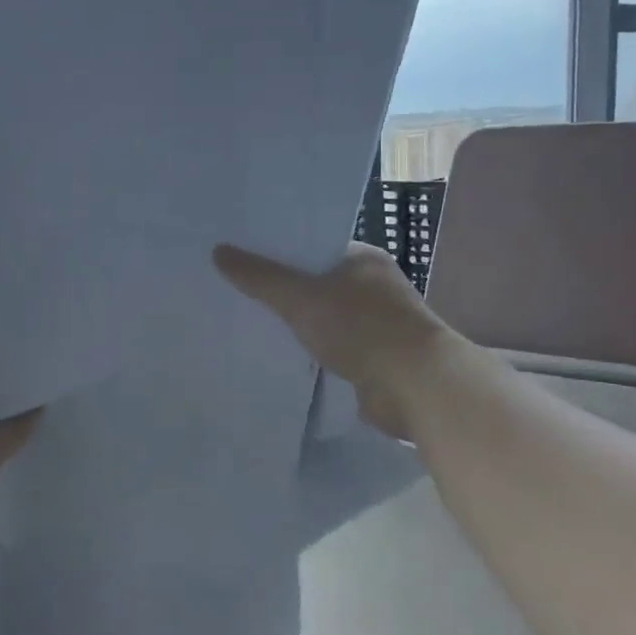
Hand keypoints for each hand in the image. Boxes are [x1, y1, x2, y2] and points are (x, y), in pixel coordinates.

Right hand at [214, 242, 444, 439]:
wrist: (416, 387)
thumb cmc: (362, 328)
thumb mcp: (301, 297)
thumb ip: (260, 277)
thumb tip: (218, 252)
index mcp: (363, 259)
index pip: (314, 247)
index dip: (279, 251)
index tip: (243, 256)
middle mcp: (373, 286)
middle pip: (317, 282)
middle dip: (283, 289)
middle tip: (236, 289)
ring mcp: (377, 324)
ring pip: (324, 317)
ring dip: (298, 323)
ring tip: (250, 321)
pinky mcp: (375, 359)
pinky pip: (332, 347)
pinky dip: (311, 350)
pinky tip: (280, 354)